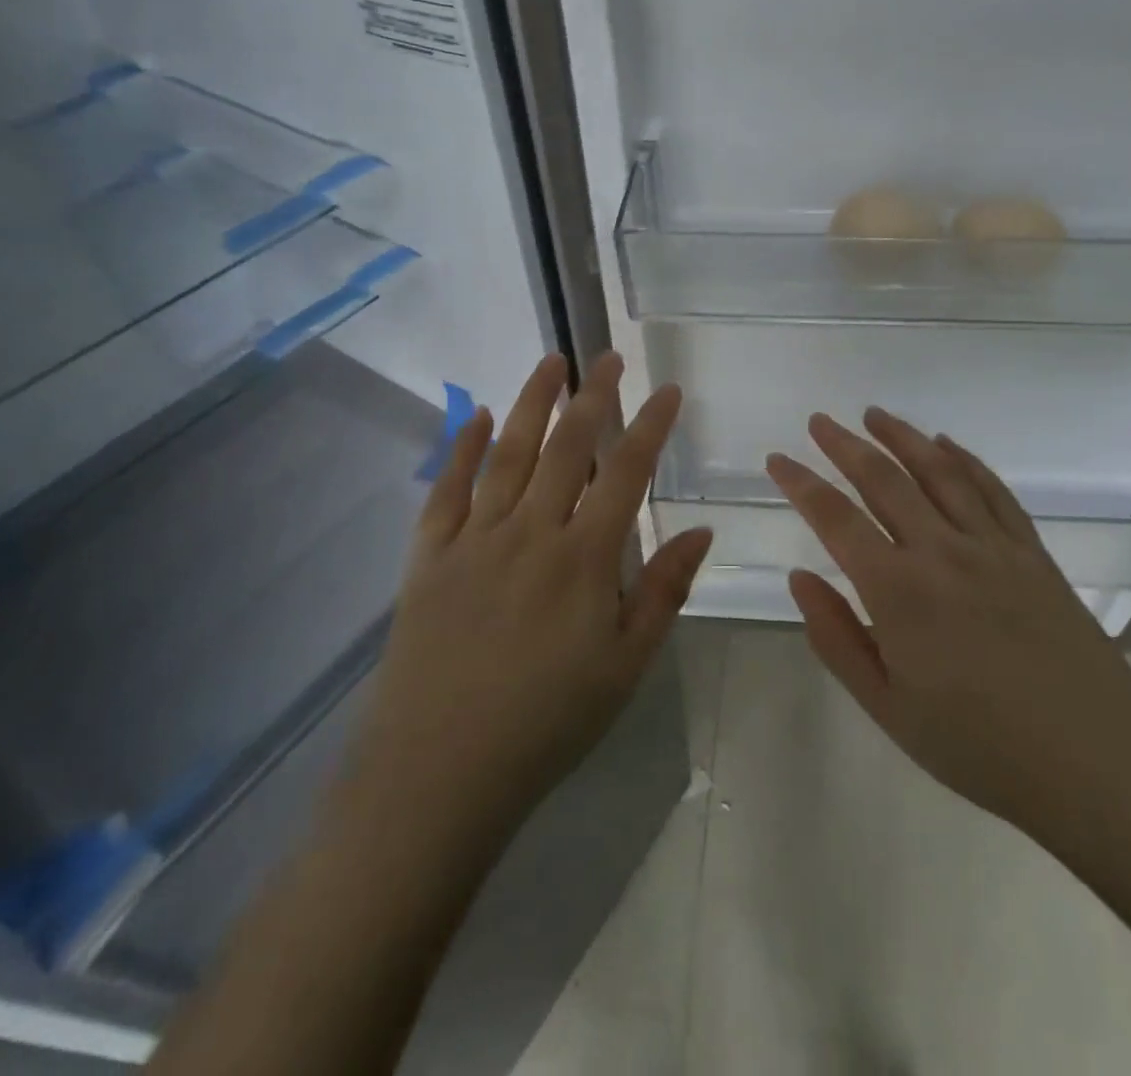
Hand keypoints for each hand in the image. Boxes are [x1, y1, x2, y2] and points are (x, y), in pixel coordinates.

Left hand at [339, 353, 711, 847]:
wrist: (439, 772)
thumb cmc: (547, 723)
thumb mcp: (625, 666)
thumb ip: (663, 591)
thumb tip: (702, 531)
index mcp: (583, 559)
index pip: (626, 473)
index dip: (650, 426)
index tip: (668, 390)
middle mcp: (530, 532)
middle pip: (567, 448)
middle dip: (593, 397)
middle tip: (608, 357)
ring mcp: (474, 539)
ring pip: (507, 453)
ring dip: (530, 403)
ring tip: (550, 362)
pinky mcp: (428, 556)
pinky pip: (447, 489)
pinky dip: (462, 448)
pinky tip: (473, 416)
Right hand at [766, 408, 1130, 842]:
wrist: (1097, 764)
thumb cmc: (979, 746)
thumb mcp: (887, 708)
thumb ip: (837, 637)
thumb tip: (800, 576)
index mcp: (899, 591)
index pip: (836, 519)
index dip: (801, 483)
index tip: (777, 459)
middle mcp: (942, 552)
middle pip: (885, 480)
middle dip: (845, 445)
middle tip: (819, 420)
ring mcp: (993, 546)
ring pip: (940, 472)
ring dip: (902, 436)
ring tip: (875, 414)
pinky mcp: (1032, 553)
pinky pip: (993, 491)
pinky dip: (966, 459)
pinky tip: (946, 444)